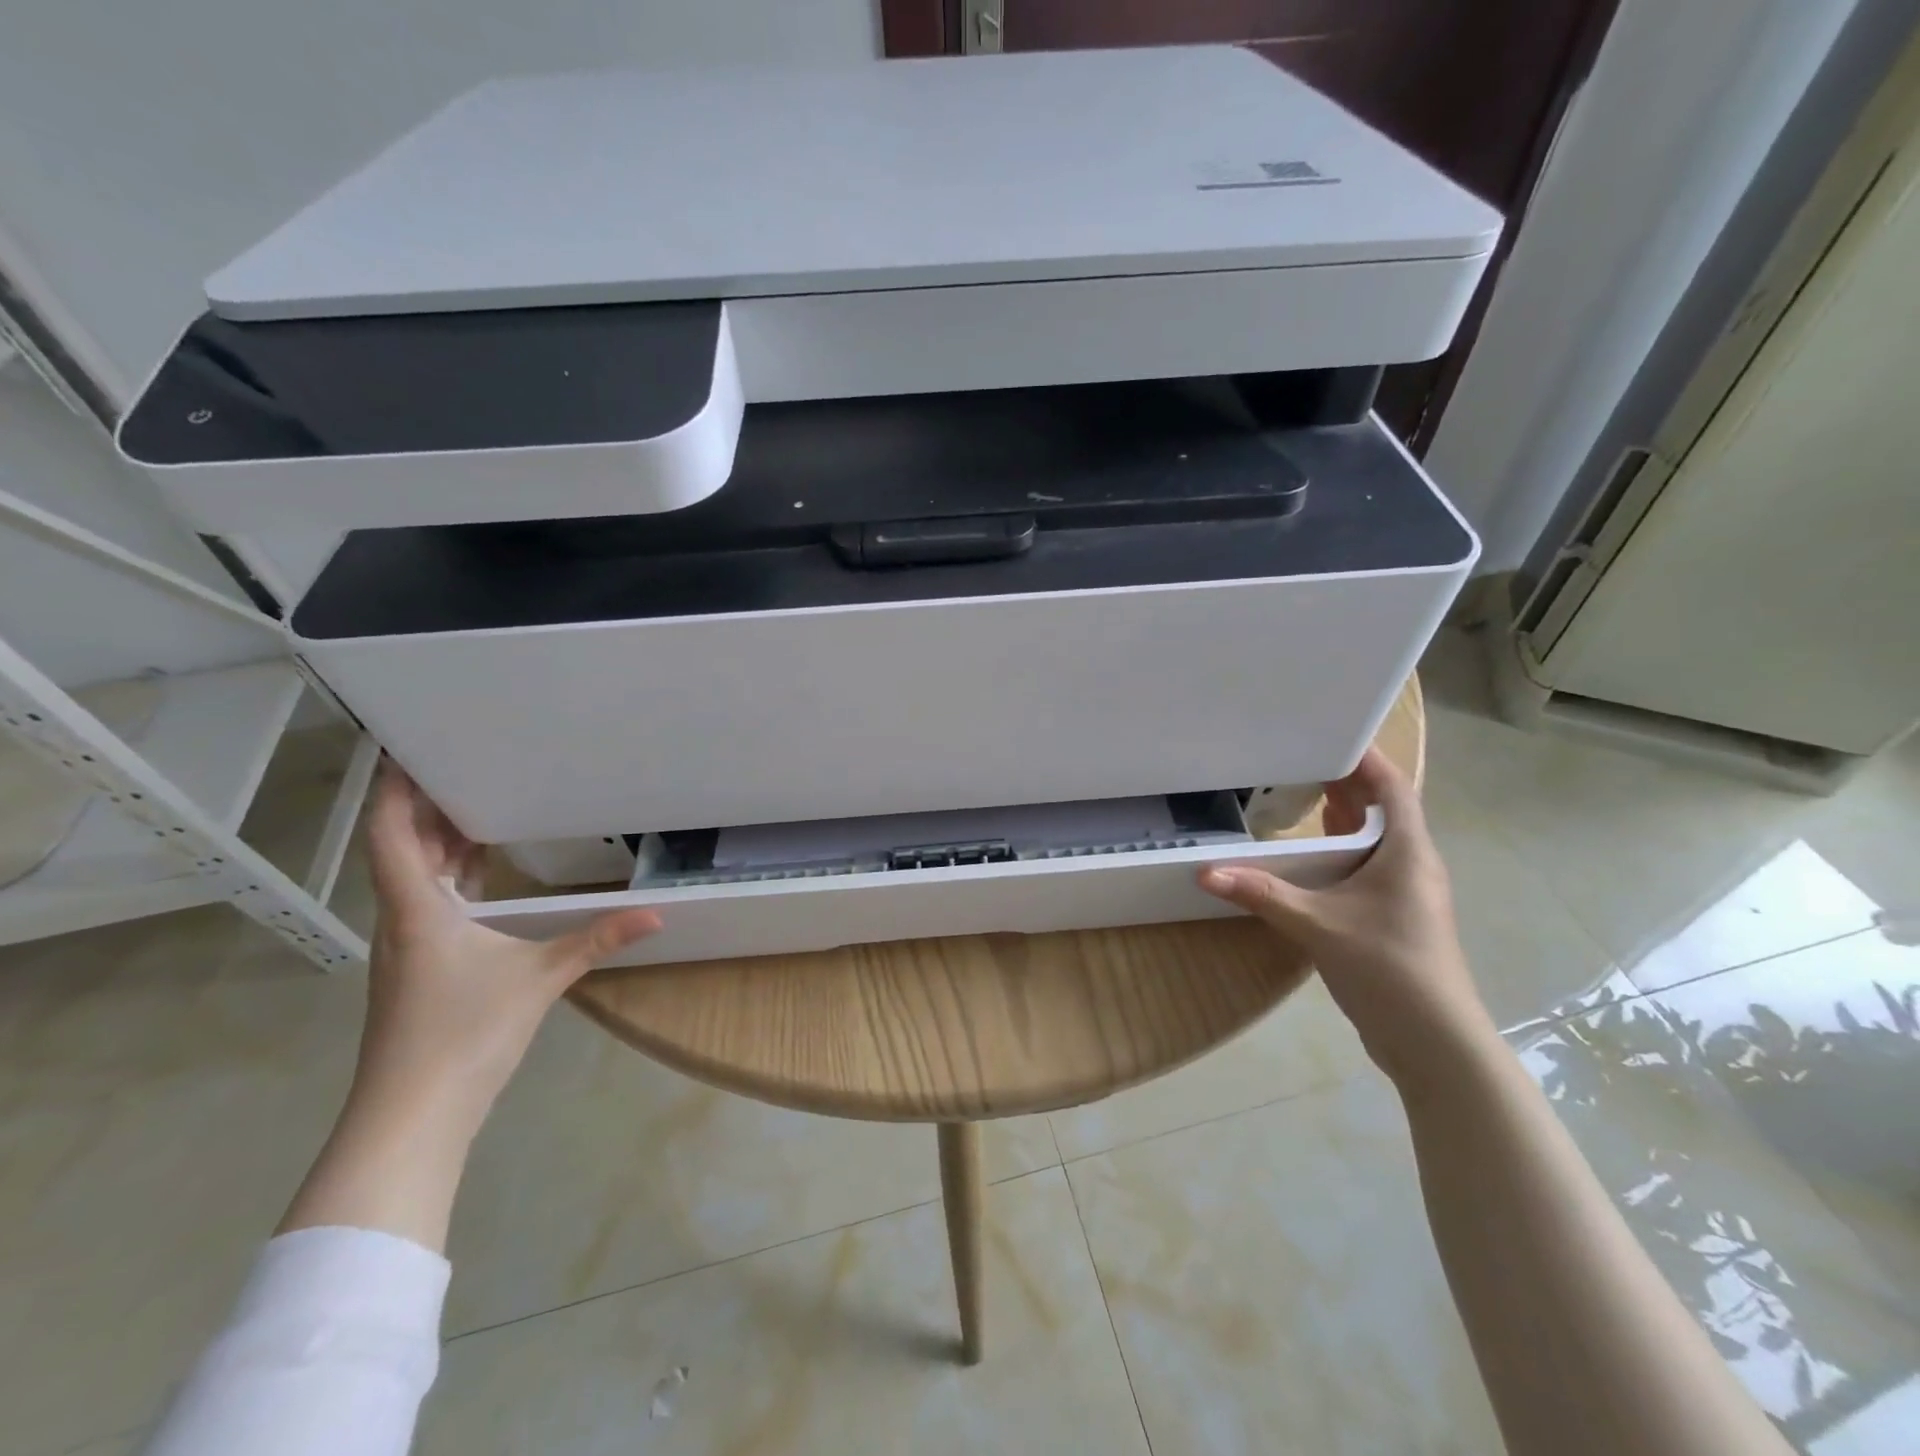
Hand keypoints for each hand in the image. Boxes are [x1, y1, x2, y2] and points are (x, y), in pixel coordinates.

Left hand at [357, 762, 661, 1130]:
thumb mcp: (540, 979)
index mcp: (419, 910)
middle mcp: (403, 920)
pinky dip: (448, 877)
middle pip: (401, 850)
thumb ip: (597, 939)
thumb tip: (657, 914)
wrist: (411, 1118)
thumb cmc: (464, 1034)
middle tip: (463, 765)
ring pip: (413, 878)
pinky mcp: (417, 971)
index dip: (395, 789)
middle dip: (425, 806)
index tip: (408, 748)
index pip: (393, 834)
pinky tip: (479, 877)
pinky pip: (428, 903)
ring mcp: (405, 948)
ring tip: (475, 806)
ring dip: (436, 842)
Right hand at [1198, 748, 1495, 1091]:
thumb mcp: (1317, 924)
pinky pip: (1368, 868)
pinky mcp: (1395, 917)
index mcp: (1407, 851)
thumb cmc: (1387, 967)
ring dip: (1344, 819)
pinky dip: (1340, 852)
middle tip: (1299, 761)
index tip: (1330, 735)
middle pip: (1383, 810)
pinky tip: (1309, 858)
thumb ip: (1262, 894)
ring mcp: (1406, 893)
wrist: (1434, 1041)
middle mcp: (1413, 864)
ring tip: (1301, 798)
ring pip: (1375, 841)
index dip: (1366, 759)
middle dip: (1346, 785)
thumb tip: (1204, 872)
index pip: (1393, 788)